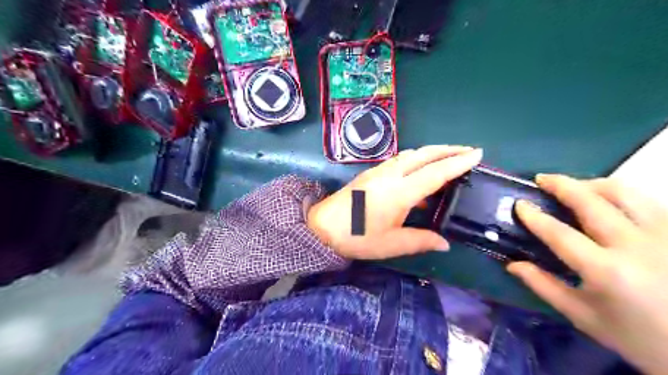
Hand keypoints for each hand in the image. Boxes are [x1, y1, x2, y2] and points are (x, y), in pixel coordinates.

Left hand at [305, 145, 483, 260]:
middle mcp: (391, 175)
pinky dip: (416, 160)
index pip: (435, 173)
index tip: (477, 154)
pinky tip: (420, 172)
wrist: (322, 227)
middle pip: (424, 155)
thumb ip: (420, 240)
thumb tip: (444, 243)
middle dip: (448, 150)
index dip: (457, 163)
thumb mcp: (391, 244)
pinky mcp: (371, 173)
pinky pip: (400, 160)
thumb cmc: (357, 237)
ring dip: (432, 153)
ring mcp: (379, 171)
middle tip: (468, 151)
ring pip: (411, 154)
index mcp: (399, 192)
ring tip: (448, 158)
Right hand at [506, 176, 667, 373]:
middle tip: (541, 179)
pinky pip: (644, 200)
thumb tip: (512, 264)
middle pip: (591, 201)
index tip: (519, 204)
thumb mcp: (584, 317)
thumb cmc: (640, 337)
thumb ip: (544, 286)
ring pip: (623, 192)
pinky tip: (606, 201)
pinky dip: (618, 194)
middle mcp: (637, 245)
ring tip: (573, 186)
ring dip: (590, 184)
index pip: (560, 233)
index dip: (535, 216)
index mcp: (607, 271)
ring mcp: (664, 234)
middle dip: (561, 185)